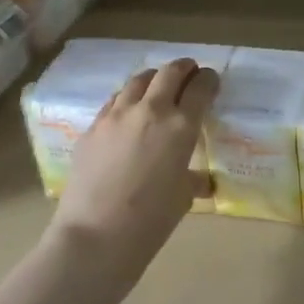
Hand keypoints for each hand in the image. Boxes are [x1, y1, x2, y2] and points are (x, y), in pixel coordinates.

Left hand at [52, 59, 218, 275]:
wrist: (96, 234)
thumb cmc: (151, 220)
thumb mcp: (183, 196)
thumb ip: (193, 177)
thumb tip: (199, 180)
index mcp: (181, 126)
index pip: (201, 87)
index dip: (209, 80)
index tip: (211, 81)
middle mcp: (150, 110)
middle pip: (169, 72)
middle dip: (183, 69)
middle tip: (189, 74)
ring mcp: (116, 115)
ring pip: (137, 80)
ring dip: (153, 80)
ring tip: (157, 89)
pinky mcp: (92, 127)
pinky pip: (114, 102)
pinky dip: (127, 100)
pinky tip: (128, 115)